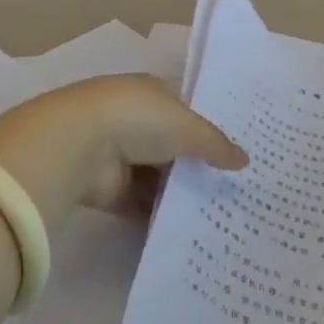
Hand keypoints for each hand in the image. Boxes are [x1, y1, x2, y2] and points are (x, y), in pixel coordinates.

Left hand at [0, 76, 245, 227]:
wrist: (79, 145)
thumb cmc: (138, 119)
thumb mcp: (187, 126)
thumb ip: (215, 144)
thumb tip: (244, 160)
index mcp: (150, 93)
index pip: (184, 110)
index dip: (207, 129)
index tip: (232, 153)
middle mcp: (134, 121)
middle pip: (172, 146)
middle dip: (195, 165)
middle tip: (233, 189)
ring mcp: (119, 155)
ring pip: (157, 177)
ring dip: (178, 193)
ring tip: (219, 214)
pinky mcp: (109, 190)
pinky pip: (141, 204)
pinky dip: (159, 216)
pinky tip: (189, 230)